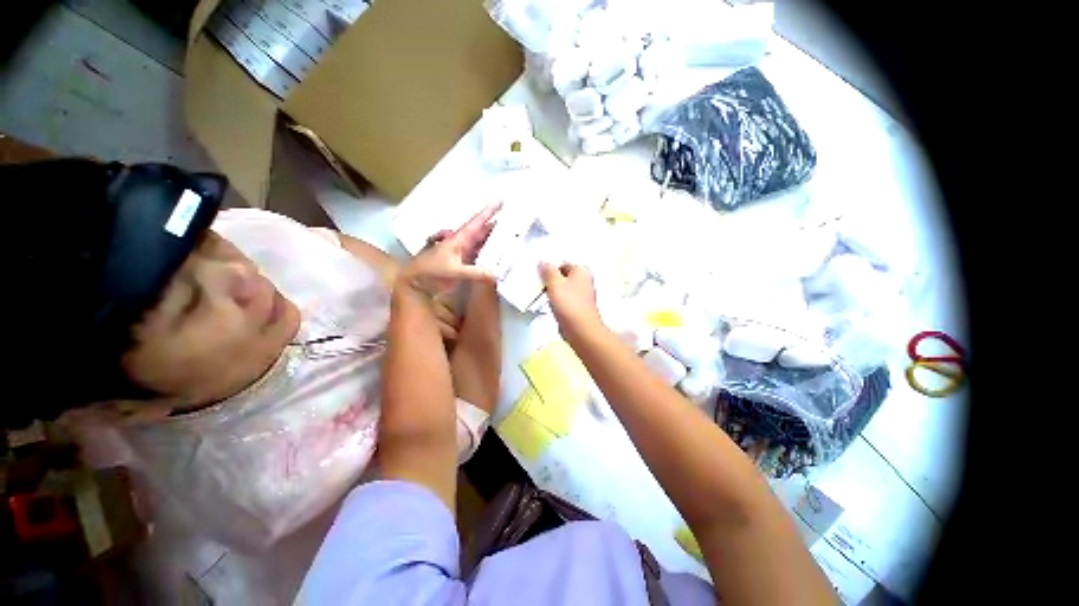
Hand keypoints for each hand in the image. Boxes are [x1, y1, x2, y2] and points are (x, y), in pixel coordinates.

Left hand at [401, 203, 500, 297]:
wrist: (417, 278)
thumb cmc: (431, 270)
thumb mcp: (454, 270)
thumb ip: (474, 273)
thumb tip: (494, 274)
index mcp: (460, 239)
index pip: (477, 222)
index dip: (488, 212)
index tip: (499, 202)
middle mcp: (463, 243)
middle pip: (482, 232)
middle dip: (496, 226)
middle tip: (511, 222)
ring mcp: (464, 252)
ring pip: (482, 243)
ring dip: (493, 241)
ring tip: (508, 238)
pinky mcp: (464, 262)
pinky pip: (480, 254)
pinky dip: (489, 254)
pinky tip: (497, 256)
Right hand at [539, 262, 603, 338]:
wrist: (580, 329)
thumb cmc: (569, 304)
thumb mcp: (554, 283)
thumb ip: (547, 270)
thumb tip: (543, 262)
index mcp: (581, 270)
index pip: (562, 263)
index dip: (549, 268)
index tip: (539, 275)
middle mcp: (584, 280)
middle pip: (562, 276)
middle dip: (551, 280)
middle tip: (540, 285)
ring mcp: (582, 295)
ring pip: (563, 288)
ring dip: (553, 292)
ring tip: (545, 296)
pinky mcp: (578, 307)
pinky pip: (564, 300)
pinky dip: (557, 301)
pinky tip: (551, 306)